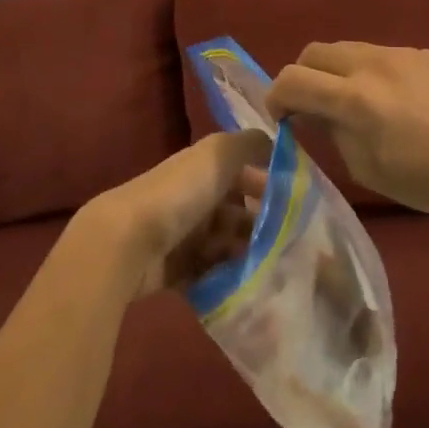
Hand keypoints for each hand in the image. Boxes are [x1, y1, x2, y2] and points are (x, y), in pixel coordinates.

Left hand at [78, 131, 272, 299]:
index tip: (299, 207)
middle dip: (263, 225)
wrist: (129, 242)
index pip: (245, 173)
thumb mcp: (220, 153)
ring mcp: (184, 234)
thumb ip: (251, 143)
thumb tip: (277, 143)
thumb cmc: (181, 193)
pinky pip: (210, 273)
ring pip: (227, 243)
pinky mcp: (176, 269)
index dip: (270, 186)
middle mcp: (195, 197)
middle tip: (291, 244)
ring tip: (273, 267)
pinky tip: (248, 283)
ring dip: (248, 253)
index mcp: (204, 168)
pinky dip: (227, 277)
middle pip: (239, 211)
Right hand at [266, 42, 428, 225]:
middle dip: (303, 77)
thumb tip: (314, 112)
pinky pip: (381, 54)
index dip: (275, 97)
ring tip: (354, 103)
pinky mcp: (425, 54)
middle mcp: (372, 64)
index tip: (282, 118)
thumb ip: (333, 132)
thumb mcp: (367, 168)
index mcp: (355, 98)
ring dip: (336, 72)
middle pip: (315, 51)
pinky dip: (369, 72)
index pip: (292, 79)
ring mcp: (401, 53)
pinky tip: (393, 101)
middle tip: (312, 107)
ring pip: (348, 48)